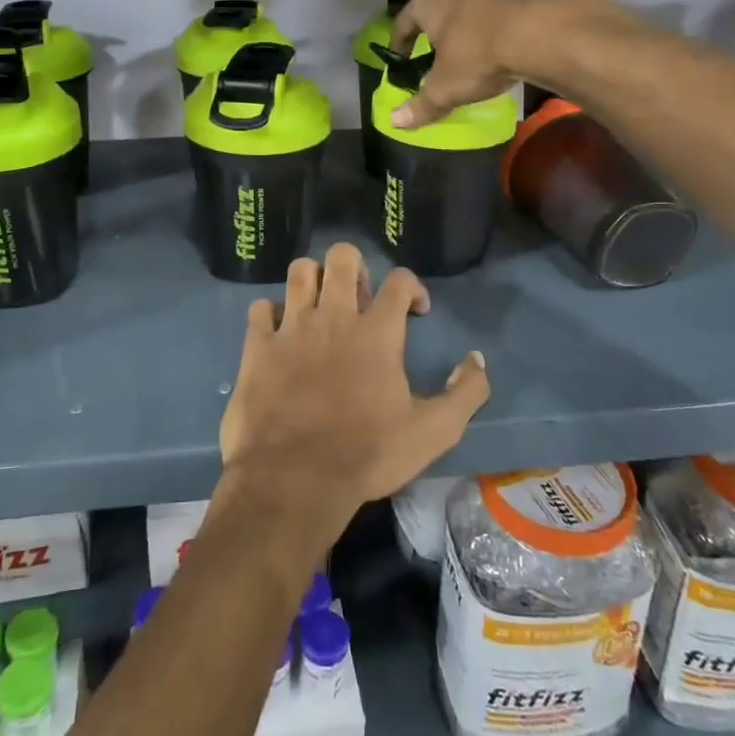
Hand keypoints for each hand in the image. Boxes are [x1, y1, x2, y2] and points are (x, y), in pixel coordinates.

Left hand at [218, 245, 488, 553]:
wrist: (294, 479)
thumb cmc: (367, 454)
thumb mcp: (433, 432)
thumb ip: (465, 394)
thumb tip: (476, 360)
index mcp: (377, 332)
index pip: (399, 280)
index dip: (412, 287)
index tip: (415, 310)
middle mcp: (333, 316)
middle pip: (342, 257)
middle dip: (354, 267)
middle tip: (358, 299)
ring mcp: (292, 328)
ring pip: (300, 271)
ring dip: (313, 280)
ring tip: (320, 306)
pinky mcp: (258, 346)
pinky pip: (260, 308)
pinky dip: (271, 314)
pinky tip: (279, 332)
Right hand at [390, 0, 626, 129]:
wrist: (549, 28)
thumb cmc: (483, 55)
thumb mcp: (448, 88)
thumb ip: (421, 105)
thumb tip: (395, 122)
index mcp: (430, 1)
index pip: (404, 21)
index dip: (400, 41)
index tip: (401, 56)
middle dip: (439, 21)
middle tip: (442, 44)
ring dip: (475, 12)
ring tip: (481, 37)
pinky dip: (508, 13)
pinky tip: (516, 33)